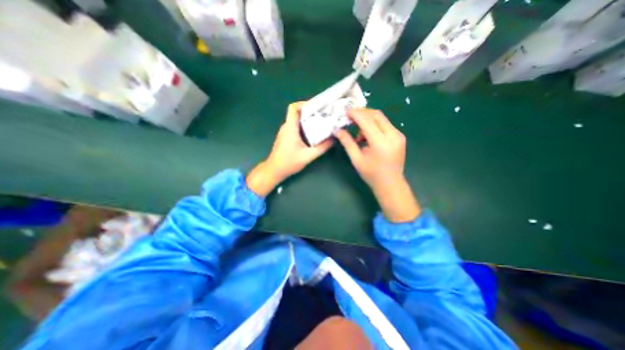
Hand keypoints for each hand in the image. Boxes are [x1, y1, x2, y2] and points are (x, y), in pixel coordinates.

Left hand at [247, 101, 334, 196]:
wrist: (274, 170)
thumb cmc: (289, 162)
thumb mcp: (308, 156)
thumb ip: (322, 148)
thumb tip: (334, 139)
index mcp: (290, 127)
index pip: (293, 108)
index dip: (304, 103)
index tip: (317, 106)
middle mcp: (286, 127)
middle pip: (297, 113)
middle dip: (311, 112)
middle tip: (324, 114)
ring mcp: (285, 132)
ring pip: (297, 120)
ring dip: (308, 120)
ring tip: (321, 122)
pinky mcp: (286, 137)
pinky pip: (296, 127)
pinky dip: (305, 127)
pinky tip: (313, 133)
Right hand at [334, 108, 421, 222]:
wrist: (391, 184)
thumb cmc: (371, 174)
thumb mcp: (356, 159)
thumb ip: (347, 142)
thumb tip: (337, 130)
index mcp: (381, 143)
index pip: (367, 121)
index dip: (355, 114)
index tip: (345, 112)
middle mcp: (393, 135)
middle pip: (376, 115)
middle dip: (362, 113)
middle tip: (350, 117)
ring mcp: (398, 135)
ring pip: (381, 119)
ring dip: (368, 120)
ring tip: (358, 133)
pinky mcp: (399, 137)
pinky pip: (385, 125)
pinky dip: (374, 126)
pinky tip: (367, 136)